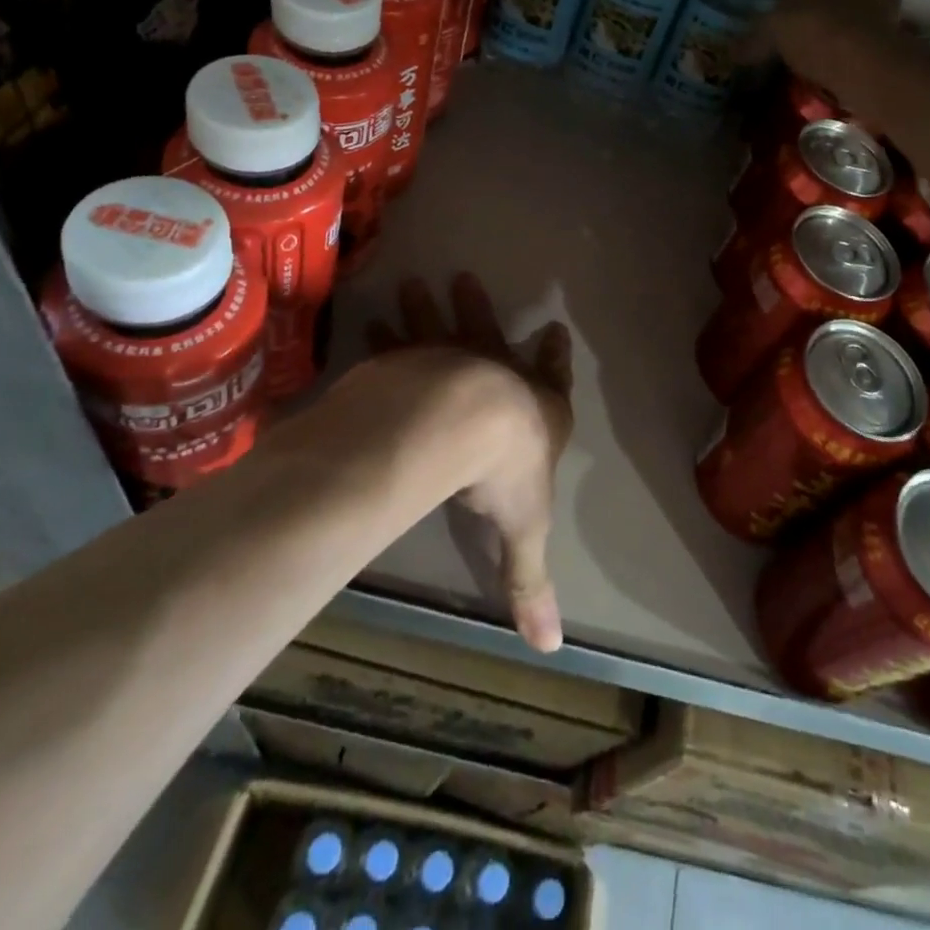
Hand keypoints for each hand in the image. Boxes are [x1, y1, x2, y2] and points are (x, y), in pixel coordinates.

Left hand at [367, 274, 572, 651]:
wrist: (460, 422)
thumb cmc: (504, 471)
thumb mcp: (523, 531)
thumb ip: (528, 584)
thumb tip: (551, 649)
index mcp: (536, 409)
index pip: (554, 377)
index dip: (557, 357)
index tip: (556, 330)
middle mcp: (497, 375)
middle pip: (493, 336)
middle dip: (482, 312)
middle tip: (467, 280)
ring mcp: (452, 360)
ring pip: (444, 326)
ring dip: (430, 308)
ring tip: (413, 282)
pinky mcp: (413, 359)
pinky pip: (400, 343)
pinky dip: (389, 333)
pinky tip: (373, 322)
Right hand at [758, 0, 902, 70]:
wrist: (869, 65)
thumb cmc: (816, 31)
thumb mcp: (772, 34)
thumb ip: (752, 40)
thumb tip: (731, 52)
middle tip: (786, 6)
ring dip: (837, 5)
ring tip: (814, 28)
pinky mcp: (893, 18)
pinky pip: (866, 17)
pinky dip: (854, 27)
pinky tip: (840, 43)